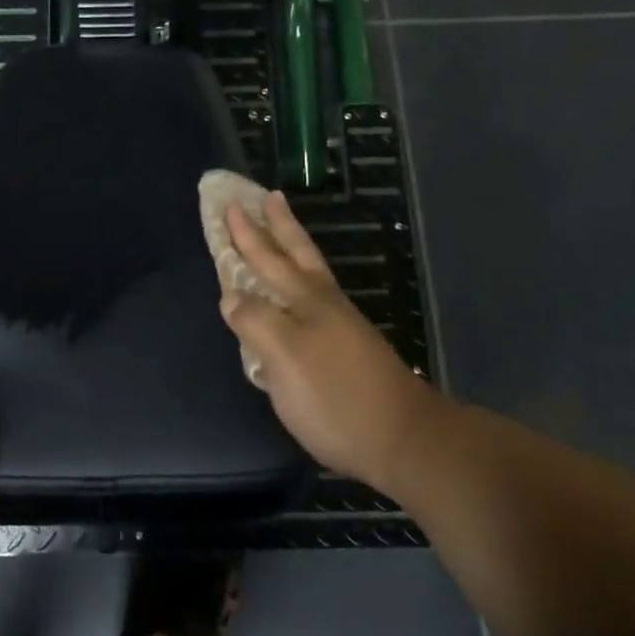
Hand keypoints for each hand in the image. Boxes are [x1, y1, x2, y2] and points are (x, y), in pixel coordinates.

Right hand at [222, 192, 441, 496]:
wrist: (404, 439)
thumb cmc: (335, 397)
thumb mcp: (284, 359)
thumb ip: (255, 322)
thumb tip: (232, 296)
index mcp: (305, 300)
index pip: (267, 259)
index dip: (247, 235)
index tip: (230, 205)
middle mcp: (323, 303)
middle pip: (296, 254)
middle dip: (278, 225)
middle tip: (267, 196)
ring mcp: (341, 324)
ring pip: (310, 272)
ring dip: (292, 247)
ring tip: (283, 229)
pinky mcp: (349, 347)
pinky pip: (315, 296)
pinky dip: (300, 280)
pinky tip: (298, 291)